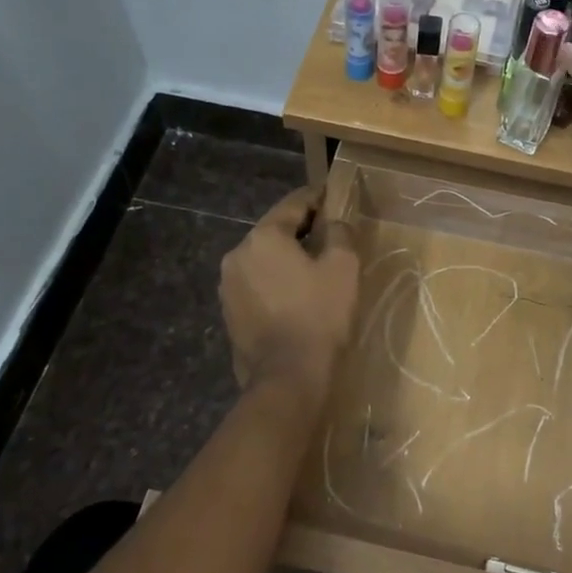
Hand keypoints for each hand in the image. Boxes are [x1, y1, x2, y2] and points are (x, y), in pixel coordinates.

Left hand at [219, 188, 359, 403]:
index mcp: (263, 237)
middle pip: (274, 231)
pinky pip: (256, 284)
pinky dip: (274, 282)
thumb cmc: (319, 315)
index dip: (315, 197)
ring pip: (262, 259)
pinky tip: (294, 295)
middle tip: (328, 233)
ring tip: (312, 267)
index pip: (292, 204)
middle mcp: (237, 254)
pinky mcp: (229, 313)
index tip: (332, 195)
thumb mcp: (343, 268)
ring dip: (285, 258)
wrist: (288, 377)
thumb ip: (340, 234)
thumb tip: (334, 224)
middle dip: (300, 229)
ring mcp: (228, 286)